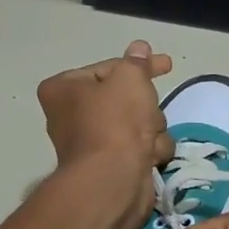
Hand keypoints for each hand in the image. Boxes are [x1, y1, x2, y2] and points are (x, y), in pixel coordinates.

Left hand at [36, 40, 174, 216]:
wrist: (113, 179)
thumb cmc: (115, 120)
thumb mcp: (130, 78)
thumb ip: (137, 62)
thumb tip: (139, 49)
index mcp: (63, 90)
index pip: (107, 68)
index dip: (137, 66)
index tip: (165, 64)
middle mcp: (71, 116)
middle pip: (123, 99)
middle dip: (144, 105)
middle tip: (150, 108)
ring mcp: (92, 145)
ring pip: (137, 124)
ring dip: (151, 128)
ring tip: (148, 138)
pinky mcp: (111, 168)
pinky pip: (139, 149)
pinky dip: (149, 151)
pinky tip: (149, 156)